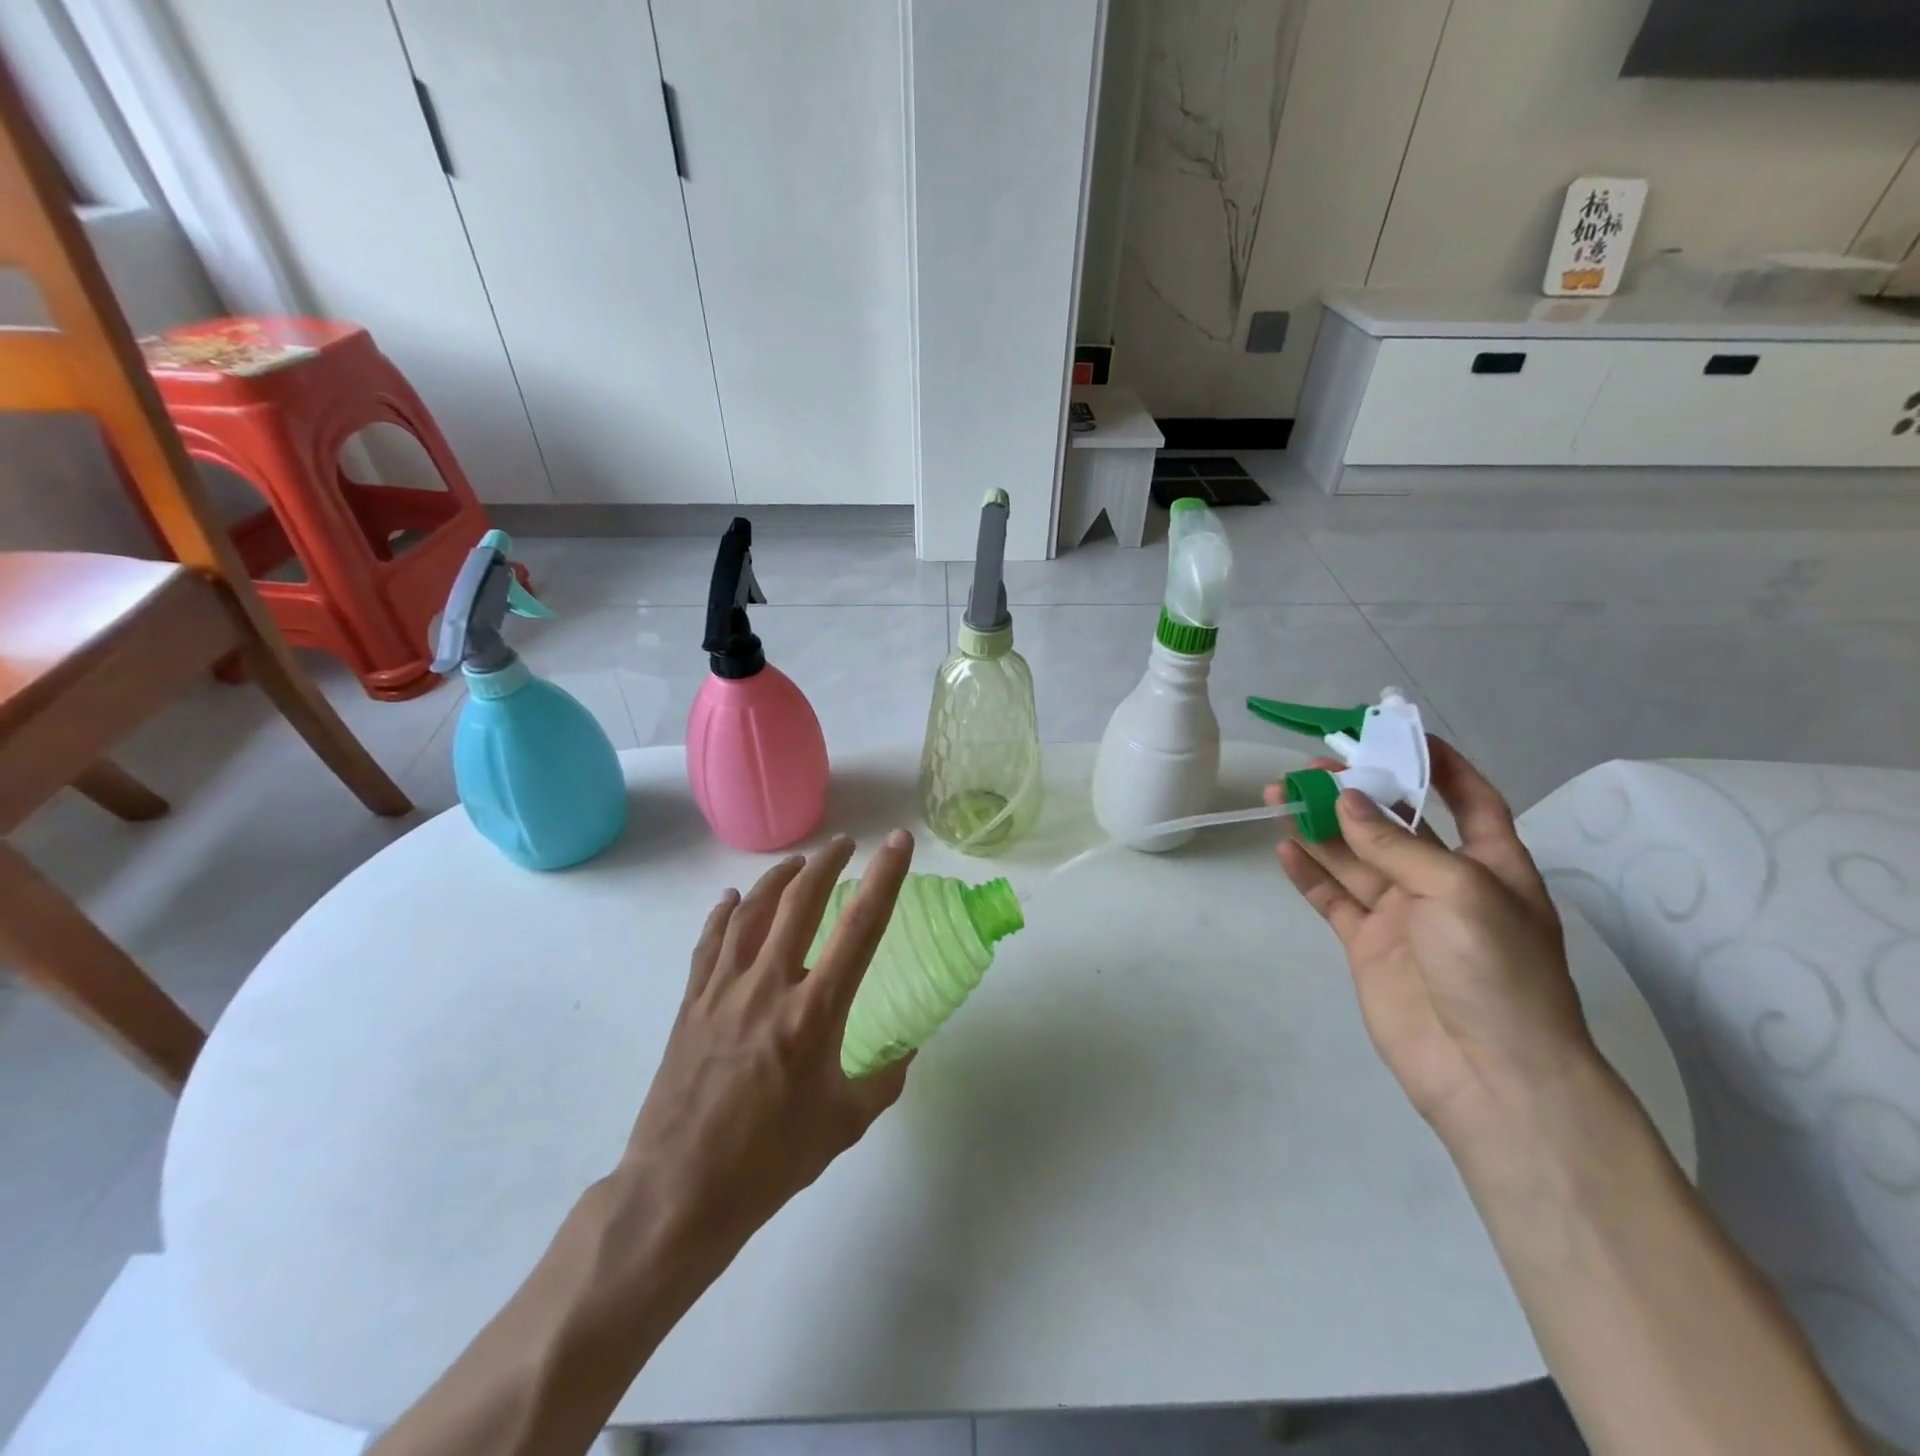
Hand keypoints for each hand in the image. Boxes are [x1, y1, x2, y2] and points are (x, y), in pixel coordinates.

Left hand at [615, 831, 915, 1256]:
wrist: (679, 1193)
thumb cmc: (770, 1161)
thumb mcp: (844, 1124)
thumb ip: (883, 1079)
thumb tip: (905, 1049)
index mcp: (815, 1012)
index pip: (860, 926)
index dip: (885, 877)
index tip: (898, 842)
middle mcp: (770, 984)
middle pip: (800, 900)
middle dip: (826, 862)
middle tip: (844, 845)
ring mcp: (724, 988)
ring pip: (751, 909)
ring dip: (779, 878)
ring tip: (798, 864)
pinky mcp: (692, 1002)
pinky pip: (710, 941)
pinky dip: (724, 912)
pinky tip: (731, 900)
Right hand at [1272, 738, 1596, 1143]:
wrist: (1490, 1075)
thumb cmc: (1497, 972)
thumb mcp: (1459, 893)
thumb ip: (1397, 846)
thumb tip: (1346, 801)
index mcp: (1490, 865)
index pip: (1468, 799)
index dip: (1440, 765)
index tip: (1397, 734)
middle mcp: (1443, 883)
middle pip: (1393, 824)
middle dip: (1353, 794)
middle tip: (1308, 769)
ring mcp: (1401, 915)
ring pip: (1352, 857)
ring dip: (1318, 827)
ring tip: (1279, 796)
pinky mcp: (1367, 945)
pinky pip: (1332, 899)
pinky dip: (1308, 874)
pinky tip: (1284, 849)